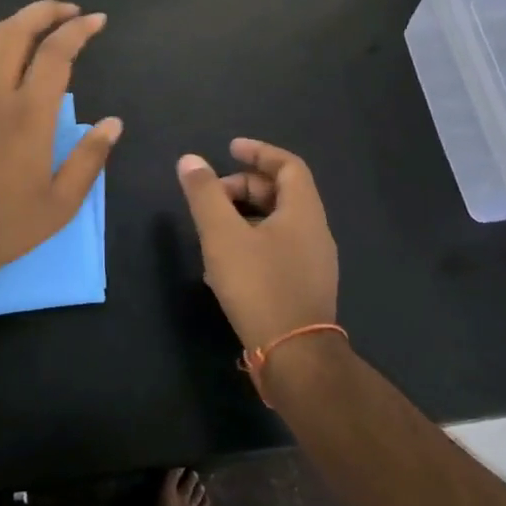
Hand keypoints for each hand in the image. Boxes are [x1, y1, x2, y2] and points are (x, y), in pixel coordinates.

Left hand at [0, 1, 121, 293]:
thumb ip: (90, 159)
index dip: (78, 30)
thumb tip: (113, 123)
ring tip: (28, 26)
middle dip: (43, 11)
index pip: (56, 53)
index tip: (96, 21)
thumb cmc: (6, 226)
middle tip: (66, 11)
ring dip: (7, 25)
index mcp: (29, 115)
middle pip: (15, 32)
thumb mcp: (62, 203)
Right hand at [176, 138, 337, 351]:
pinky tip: (223, 265)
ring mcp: (313, 263)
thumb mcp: (223, 235)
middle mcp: (315, 232)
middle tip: (211, 194)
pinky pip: (277, 250)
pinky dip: (251, 242)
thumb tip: (191, 160)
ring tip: (211, 229)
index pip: (288, 165)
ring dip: (244, 216)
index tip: (230, 148)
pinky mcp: (304, 288)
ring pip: (277, 224)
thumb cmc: (259, 286)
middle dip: (244, 187)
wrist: (294, 356)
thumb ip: (205, 195)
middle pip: (282, 194)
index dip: (259, 152)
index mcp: (303, 212)